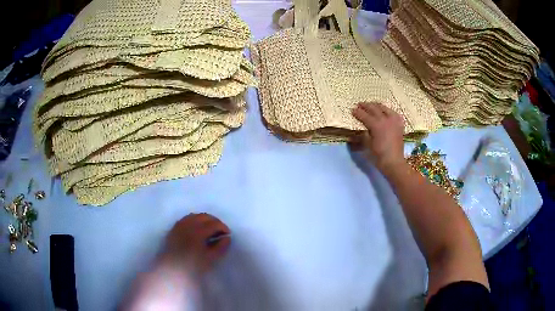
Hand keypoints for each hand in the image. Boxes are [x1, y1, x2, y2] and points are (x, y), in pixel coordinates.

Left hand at [162, 213, 230, 275]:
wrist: (172, 270)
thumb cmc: (193, 266)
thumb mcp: (210, 259)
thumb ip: (220, 247)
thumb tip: (227, 238)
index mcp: (198, 231)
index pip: (214, 224)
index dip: (223, 227)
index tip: (228, 235)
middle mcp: (188, 224)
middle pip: (204, 217)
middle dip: (214, 221)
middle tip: (220, 231)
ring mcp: (179, 225)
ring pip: (194, 216)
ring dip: (204, 220)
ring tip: (209, 229)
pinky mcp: (174, 229)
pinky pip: (186, 220)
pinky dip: (194, 221)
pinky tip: (196, 230)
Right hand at [352, 102, 405, 173]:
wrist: (394, 162)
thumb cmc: (378, 156)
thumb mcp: (367, 145)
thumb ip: (364, 134)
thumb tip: (361, 129)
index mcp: (376, 125)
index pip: (364, 115)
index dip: (357, 112)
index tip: (352, 110)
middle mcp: (385, 120)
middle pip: (374, 108)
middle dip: (366, 106)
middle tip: (359, 104)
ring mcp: (394, 121)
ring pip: (384, 108)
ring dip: (376, 105)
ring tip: (371, 105)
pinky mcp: (399, 124)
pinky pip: (393, 113)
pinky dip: (387, 110)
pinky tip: (385, 112)